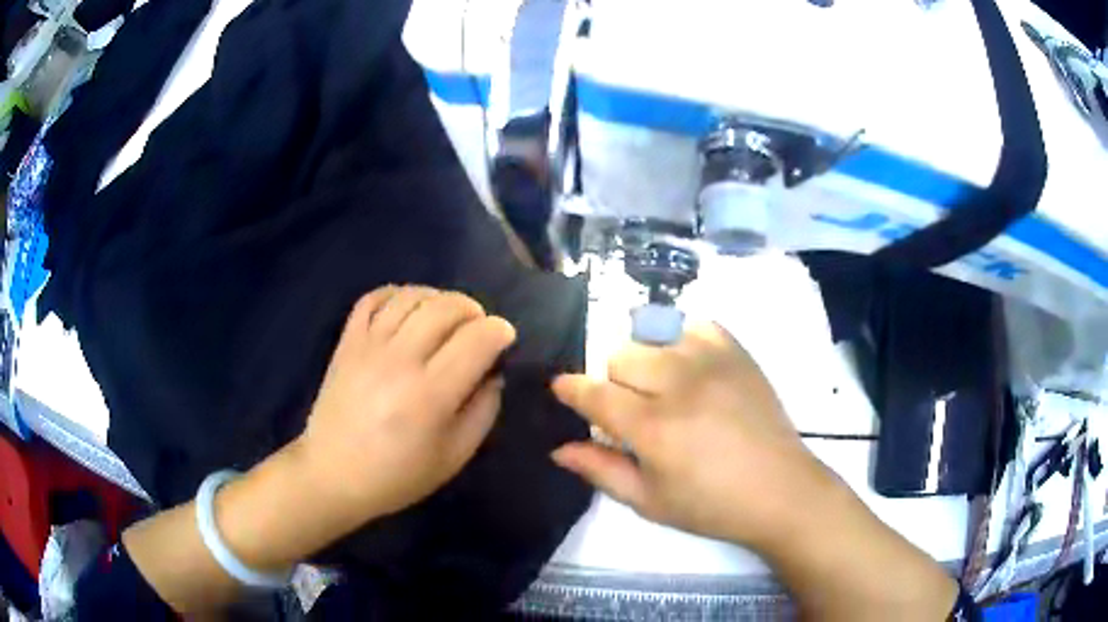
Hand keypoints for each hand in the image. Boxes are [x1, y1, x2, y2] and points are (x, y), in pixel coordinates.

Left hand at [295, 285, 515, 522]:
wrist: (333, 474)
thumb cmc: (397, 475)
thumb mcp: (454, 456)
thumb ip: (483, 411)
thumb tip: (493, 373)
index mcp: (432, 394)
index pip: (477, 338)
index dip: (500, 331)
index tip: (504, 340)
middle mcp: (401, 359)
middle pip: (447, 307)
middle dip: (474, 310)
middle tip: (478, 329)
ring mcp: (369, 345)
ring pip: (412, 296)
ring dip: (439, 298)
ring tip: (447, 317)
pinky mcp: (347, 341)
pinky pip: (373, 298)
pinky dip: (397, 294)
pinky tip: (409, 310)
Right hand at [551, 323, 837, 550]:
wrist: (780, 490)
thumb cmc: (711, 505)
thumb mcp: (649, 501)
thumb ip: (600, 470)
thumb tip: (559, 448)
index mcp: (654, 428)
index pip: (595, 393)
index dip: (571, 389)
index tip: (561, 389)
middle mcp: (679, 384)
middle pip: (621, 356)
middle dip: (615, 382)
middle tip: (633, 410)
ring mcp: (712, 361)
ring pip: (654, 335)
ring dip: (648, 361)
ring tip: (665, 389)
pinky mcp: (738, 352)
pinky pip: (695, 325)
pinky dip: (683, 341)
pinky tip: (692, 369)